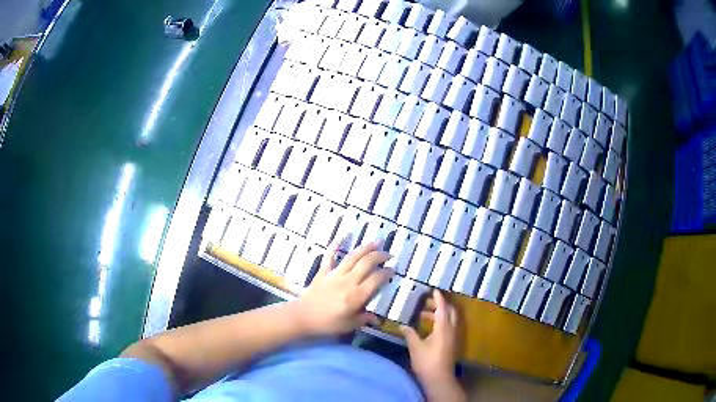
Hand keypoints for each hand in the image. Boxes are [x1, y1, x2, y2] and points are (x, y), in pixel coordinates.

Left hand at [296, 241, 390, 335]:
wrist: (303, 317)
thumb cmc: (328, 324)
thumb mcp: (349, 325)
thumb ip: (364, 319)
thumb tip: (377, 318)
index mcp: (357, 295)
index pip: (376, 279)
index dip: (386, 273)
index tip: (392, 270)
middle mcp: (348, 281)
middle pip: (367, 263)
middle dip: (379, 256)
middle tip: (388, 255)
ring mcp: (335, 274)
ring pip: (353, 257)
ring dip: (365, 248)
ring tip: (376, 242)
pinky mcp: (323, 272)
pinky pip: (329, 257)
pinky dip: (334, 246)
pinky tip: (341, 238)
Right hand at [401, 290, 464, 401]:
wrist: (439, 378)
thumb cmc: (427, 361)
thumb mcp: (415, 347)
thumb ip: (410, 334)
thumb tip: (402, 325)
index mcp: (443, 328)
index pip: (442, 308)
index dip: (438, 298)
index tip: (433, 289)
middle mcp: (451, 329)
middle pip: (449, 312)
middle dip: (440, 304)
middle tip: (426, 302)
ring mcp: (452, 337)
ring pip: (449, 319)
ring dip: (439, 314)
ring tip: (423, 314)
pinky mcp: (451, 343)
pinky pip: (448, 326)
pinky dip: (440, 322)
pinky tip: (428, 327)